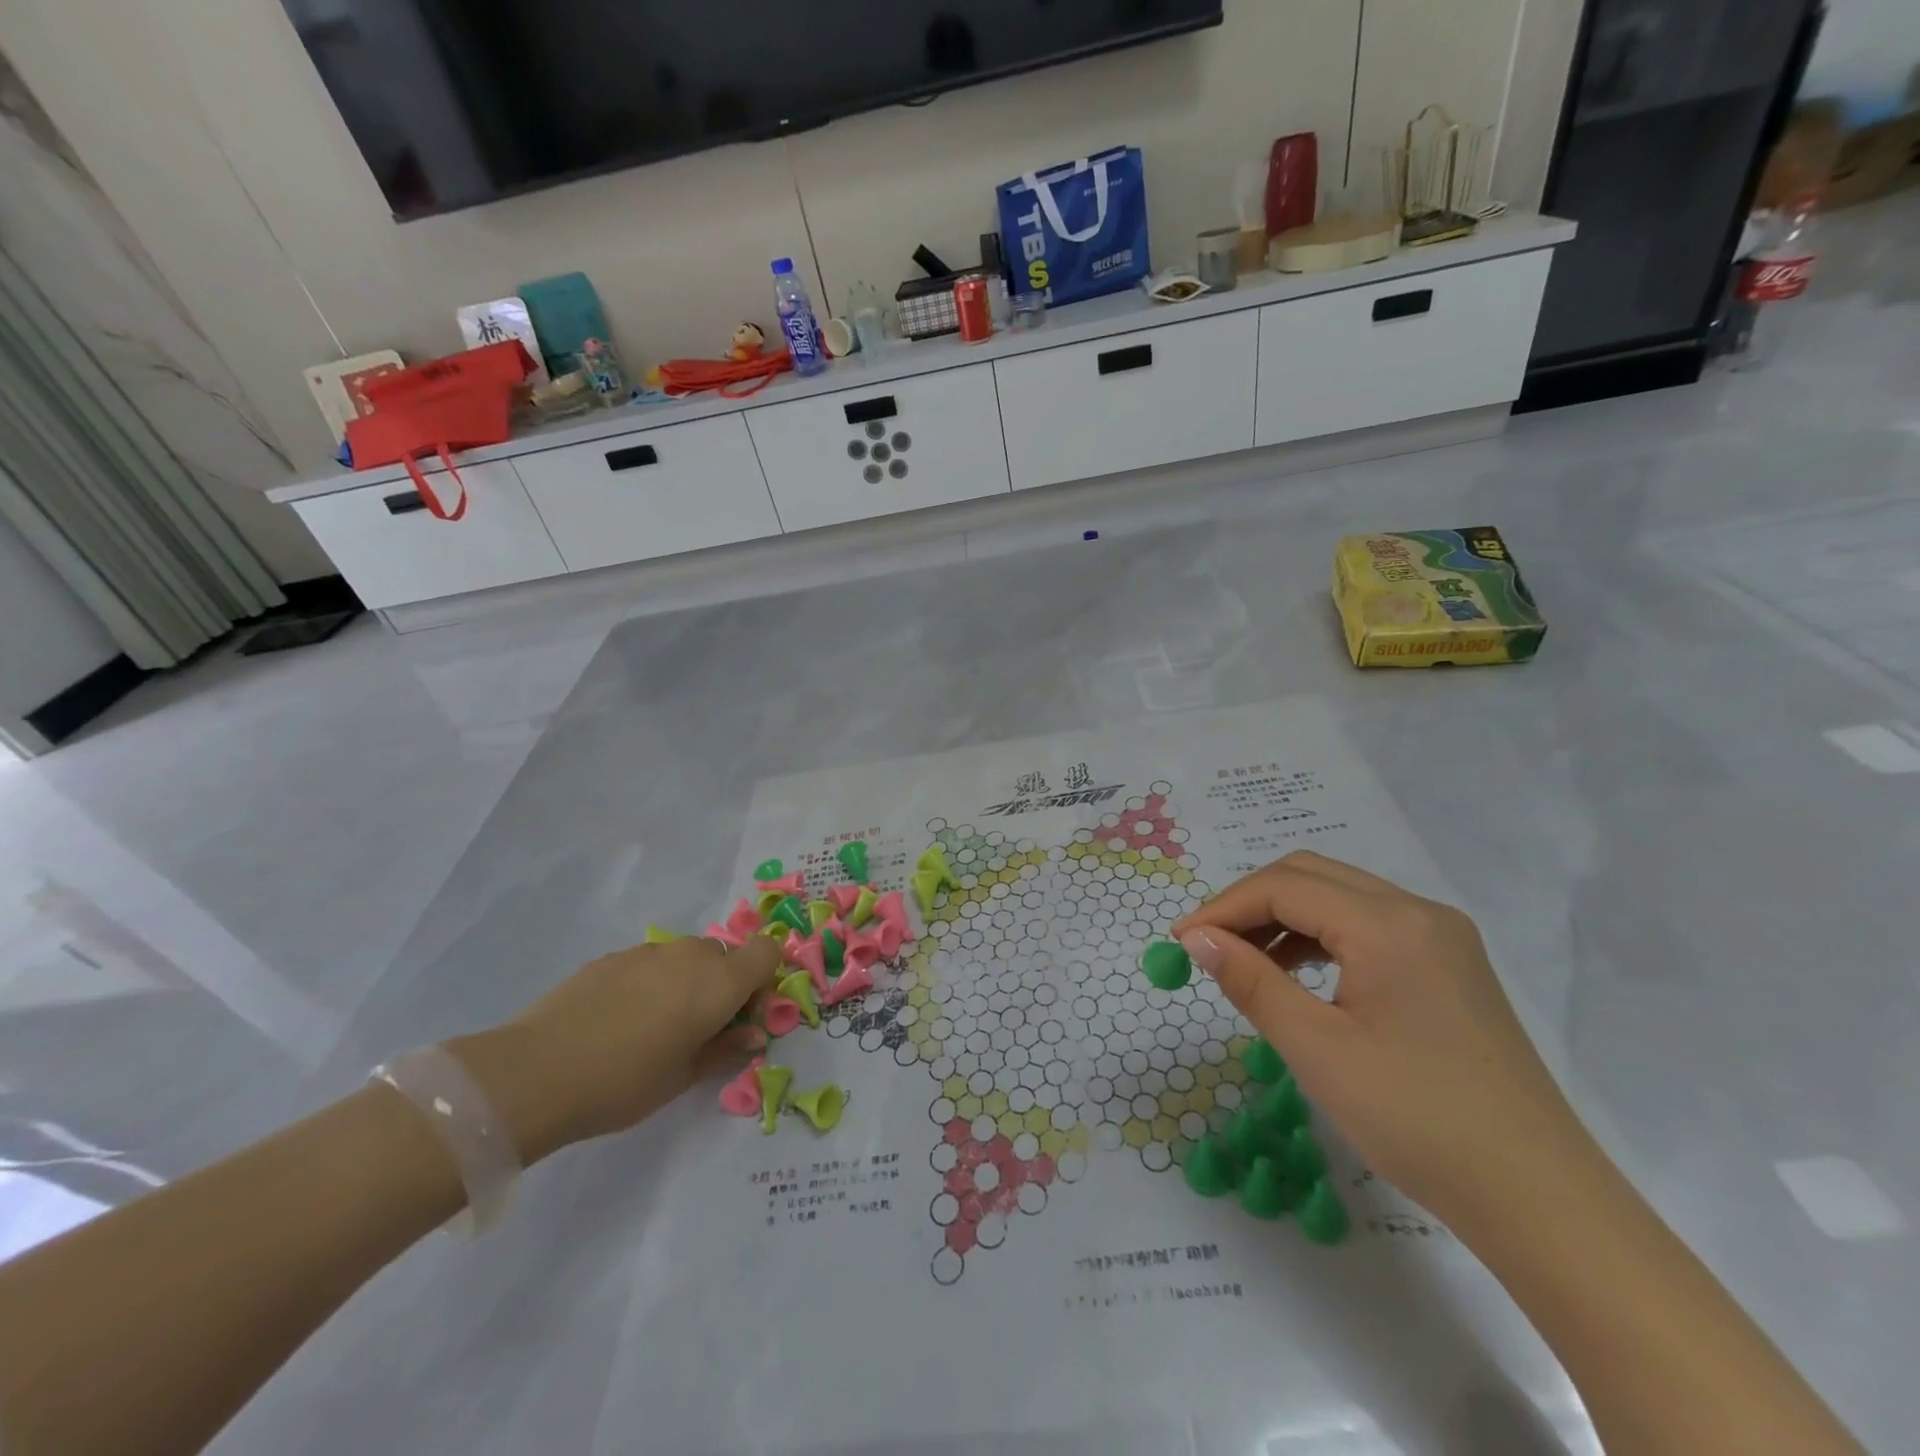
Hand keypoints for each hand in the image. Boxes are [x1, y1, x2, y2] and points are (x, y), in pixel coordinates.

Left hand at [448, 936, 778, 1163]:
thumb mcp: (684, 1076)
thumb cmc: (625, 1082)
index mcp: (719, 982)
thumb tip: (752, 1034)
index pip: (767, 952)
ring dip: (685, 983)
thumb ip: (726, 1048)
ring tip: (651, 1027)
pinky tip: (617, 1021)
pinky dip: (649, 983)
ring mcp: (648, 951)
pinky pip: (649, 963)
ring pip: (685, 958)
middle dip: (722, 986)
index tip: (739, 1017)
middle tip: (697, 1030)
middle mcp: (690, 955)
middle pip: (724, 956)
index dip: (762, 981)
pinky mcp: (611, 957)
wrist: (537, 1071)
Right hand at [1172, 852, 1590, 1227]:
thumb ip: (1251, 981)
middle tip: (1206, 947)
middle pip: (1311, 876)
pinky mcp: (1449, 965)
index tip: (1179, 942)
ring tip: (1244, 963)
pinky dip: (1320, 937)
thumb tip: (1196, 939)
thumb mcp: (1318, 1049)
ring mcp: (1441, 937)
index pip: (1284, 886)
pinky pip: (1367, 925)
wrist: (1539, 1199)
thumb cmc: (1417, 1120)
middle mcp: (1418, 912)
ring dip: (1283, 918)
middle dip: (1249, 904)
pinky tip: (1299, 975)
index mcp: (1389, 924)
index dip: (1222, 908)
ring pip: (1339, 897)